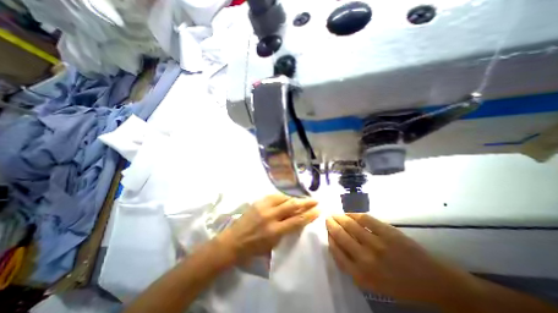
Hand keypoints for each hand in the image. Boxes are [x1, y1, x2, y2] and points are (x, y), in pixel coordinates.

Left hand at [216, 194, 317, 265]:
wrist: (234, 241)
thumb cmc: (254, 248)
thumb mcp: (273, 244)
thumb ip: (286, 231)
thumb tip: (297, 220)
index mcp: (275, 231)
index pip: (297, 220)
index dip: (310, 215)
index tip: (318, 210)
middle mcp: (270, 216)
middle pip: (292, 206)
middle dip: (306, 202)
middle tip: (315, 200)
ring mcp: (263, 207)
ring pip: (284, 198)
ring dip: (295, 198)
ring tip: (302, 199)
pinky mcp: (258, 201)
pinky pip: (274, 196)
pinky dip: (283, 197)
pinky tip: (288, 198)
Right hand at [328, 214, 479, 308]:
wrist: (433, 281)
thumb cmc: (399, 284)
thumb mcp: (371, 283)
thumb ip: (352, 265)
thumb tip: (336, 244)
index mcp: (361, 275)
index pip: (336, 251)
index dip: (330, 239)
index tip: (327, 232)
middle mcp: (365, 259)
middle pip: (341, 236)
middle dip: (331, 225)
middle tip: (327, 219)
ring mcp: (377, 244)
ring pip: (350, 225)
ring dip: (340, 218)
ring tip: (335, 214)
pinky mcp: (387, 232)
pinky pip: (364, 219)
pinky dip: (353, 214)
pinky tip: (349, 214)